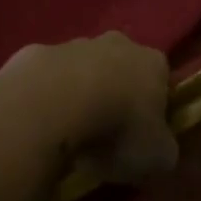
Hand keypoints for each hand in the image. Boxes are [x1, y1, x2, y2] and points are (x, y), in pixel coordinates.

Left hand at [0, 32, 178, 184]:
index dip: (155, 107)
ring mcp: (73, 44)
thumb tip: (160, 149)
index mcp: (152, 63)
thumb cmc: (117, 128)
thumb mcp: (157, 156)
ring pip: (81, 68)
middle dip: (116, 92)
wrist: (54, 104)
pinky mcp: (36, 53)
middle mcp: (117, 43)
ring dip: (78, 92)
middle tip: (106, 132)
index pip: (161, 80)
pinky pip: (46, 77)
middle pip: (121, 66)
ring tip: (69, 132)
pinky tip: (40, 122)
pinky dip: (45, 96)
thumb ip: (164, 149)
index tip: (144, 135)